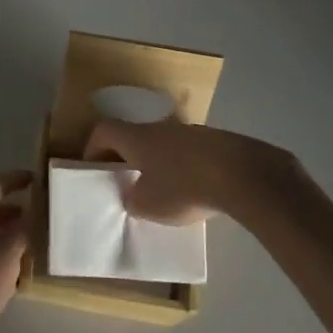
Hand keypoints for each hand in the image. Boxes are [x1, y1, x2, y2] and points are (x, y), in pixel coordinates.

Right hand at [83, 118, 296, 224]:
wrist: (240, 173)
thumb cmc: (183, 187)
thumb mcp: (148, 205)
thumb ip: (133, 200)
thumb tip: (132, 195)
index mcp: (136, 138)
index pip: (104, 130)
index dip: (93, 146)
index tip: (93, 167)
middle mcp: (159, 128)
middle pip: (135, 135)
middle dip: (128, 157)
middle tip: (127, 181)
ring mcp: (190, 132)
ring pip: (163, 143)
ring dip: (158, 162)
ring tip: (164, 190)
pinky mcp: (215, 142)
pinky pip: (189, 152)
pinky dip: (184, 167)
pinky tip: (195, 190)